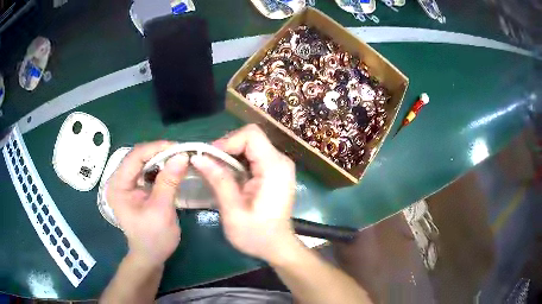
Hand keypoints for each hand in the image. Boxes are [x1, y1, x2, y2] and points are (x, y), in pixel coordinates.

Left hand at [106, 141, 188, 267]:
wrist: (150, 255)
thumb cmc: (153, 238)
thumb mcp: (161, 211)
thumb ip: (169, 182)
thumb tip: (182, 156)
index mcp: (118, 186)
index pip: (135, 157)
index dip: (156, 148)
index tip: (179, 148)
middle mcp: (119, 180)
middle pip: (139, 156)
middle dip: (160, 152)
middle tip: (182, 153)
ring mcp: (126, 183)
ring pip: (144, 161)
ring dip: (162, 158)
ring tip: (180, 159)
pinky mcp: (135, 187)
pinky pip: (147, 170)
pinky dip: (161, 167)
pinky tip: (172, 169)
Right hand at [192, 125, 297, 262]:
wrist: (277, 247)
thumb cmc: (257, 235)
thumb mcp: (233, 211)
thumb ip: (218, 181)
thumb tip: (198, 157)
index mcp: (274, 167)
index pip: (251, 135)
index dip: (227, 141)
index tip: (209, 158)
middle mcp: (280, 161)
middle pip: (250, 138)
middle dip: (226, 148)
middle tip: (209, 166)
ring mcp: (279, 165)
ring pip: (250, 145)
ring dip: (230, 155)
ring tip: (215, 173)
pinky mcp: (275, 171)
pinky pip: (253, 156)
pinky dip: (237, 162)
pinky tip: (228, 177)